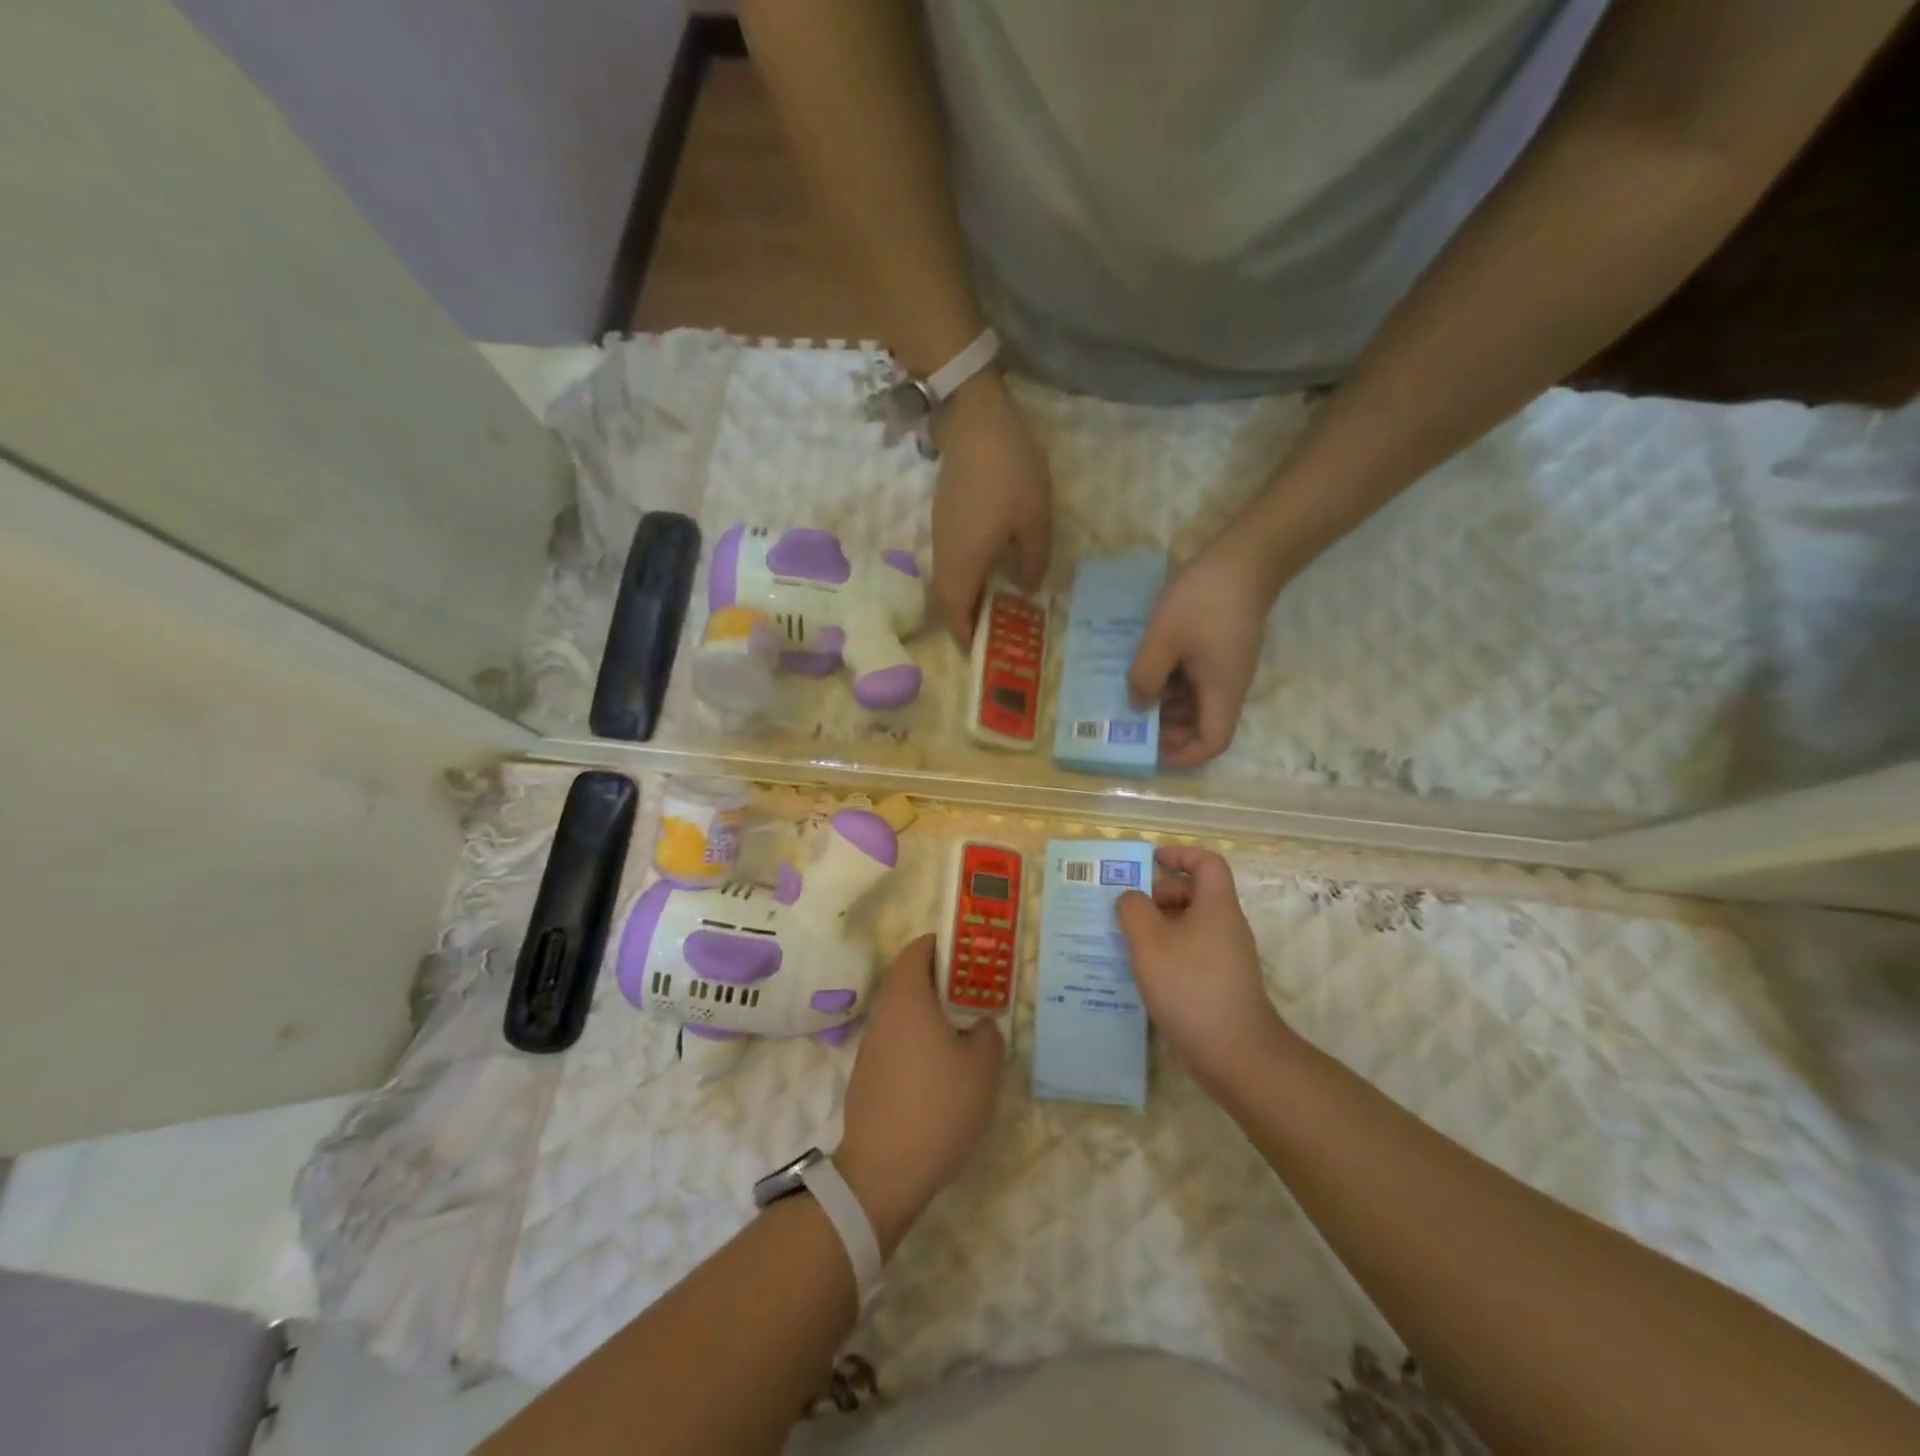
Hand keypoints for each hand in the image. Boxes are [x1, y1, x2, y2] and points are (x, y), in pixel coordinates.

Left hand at [837, 936, 1001, 1253]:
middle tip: (979, 995)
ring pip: (906, 1011)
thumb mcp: (982, 1065)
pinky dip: (921, 1041)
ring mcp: (872, 1044)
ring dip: (934, 1013)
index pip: (920, 948)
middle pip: (912, 978)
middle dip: (945, 981)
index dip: (947, 946)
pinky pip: (899, 1040)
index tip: (975, 958)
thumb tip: (978, 1025)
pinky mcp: (869, 1074)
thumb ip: (987, 1032)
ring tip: (968, 1033)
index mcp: (907, 995)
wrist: (884, 1171)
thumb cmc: (938, 1105)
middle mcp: (884, 1011)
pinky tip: (944, 1070)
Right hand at [930, 377, 1051, 645]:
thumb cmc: (1009, 475)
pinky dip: (969, 573)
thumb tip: (1025, 589)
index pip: (955, 612)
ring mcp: (941, 533)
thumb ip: (1033, 562)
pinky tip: (993, 566)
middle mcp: (945, 554)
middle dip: (966, 619)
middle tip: (993, 630)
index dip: (964, 636)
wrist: (976, 420)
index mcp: (963, 563)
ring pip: (950, 578)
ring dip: (968, 595)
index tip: (979, 652)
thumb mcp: (1036, 522)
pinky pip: (953, 558)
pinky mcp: (944, 515)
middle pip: (948, 599)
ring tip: (997, 603)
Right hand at [1115, 847, 1290, 1091]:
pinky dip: (1164, 954)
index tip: (1149, 861)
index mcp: (1216, 906)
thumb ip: (1133, 909)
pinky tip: (1139, 972)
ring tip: (1122, 940)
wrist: (1236, 1053)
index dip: (1179, 854)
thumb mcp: (1149, 941)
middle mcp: (1225, 926)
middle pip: (1193, 894)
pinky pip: (1188, 953)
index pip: (1206, 862)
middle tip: (1123, 909)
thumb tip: (1131, 898)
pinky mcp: (1219, 984)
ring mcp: (1224, 957)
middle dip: (1157, 894)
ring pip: (1187, 926)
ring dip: (1155, 927)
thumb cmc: (1191, 986)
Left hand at [1128, 534, 1277, 766]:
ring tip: (1133, 692)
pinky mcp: (1219, 651)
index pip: (1212, 743)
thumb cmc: (1203, 600)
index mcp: (1222, 692)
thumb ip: (1146, 676)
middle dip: (1168, 730)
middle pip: (1202, 726)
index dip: (1183, 755)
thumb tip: (1137, 706)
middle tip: (1132, 719)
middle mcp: (1228, 687)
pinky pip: (1195, 680)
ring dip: (1167, 705)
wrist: (1245, 557)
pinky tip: (1147, 667)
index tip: (1151, 748)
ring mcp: (1225, 668)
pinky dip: (1172, 682)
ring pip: (1196, 703)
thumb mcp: (1163, 639)